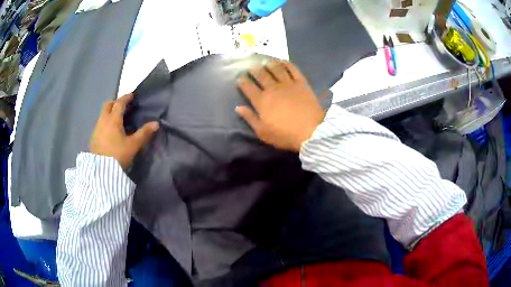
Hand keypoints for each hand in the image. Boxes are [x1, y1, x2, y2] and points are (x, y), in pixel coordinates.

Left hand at [90, 93, 158, 168]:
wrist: (101, 171)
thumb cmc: (118, 155)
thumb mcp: (133, 145)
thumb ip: (144, 133)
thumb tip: (156, 123)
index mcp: (113, 120)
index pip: (119, 103)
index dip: (126, 98)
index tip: (131, 95)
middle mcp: (103, 121)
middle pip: (108, 105)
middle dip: (115, 103)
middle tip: (122, 106)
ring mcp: (96, 129)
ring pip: (102, 115)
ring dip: (109, 113)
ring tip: (116, 119)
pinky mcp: (93, 138)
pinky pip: (99, 124)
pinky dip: (105, 122)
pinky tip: (109, 132)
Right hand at [236, 60, 324, 151]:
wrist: (311, 132)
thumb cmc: (285, 135)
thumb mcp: (263, 132)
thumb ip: (250, 118)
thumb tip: (238, 108)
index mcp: (262, 101)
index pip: (248, 87)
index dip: (242, 81)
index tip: (239, 78)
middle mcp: (273, 88)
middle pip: (261, 75)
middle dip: (254, 70)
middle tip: (252, 68)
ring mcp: (288, 84)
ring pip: (276, 68)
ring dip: (269, 64)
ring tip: (266, 62)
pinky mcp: (301, 83)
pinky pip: (293, 69)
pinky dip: (286, 64)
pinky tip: (282, 62)